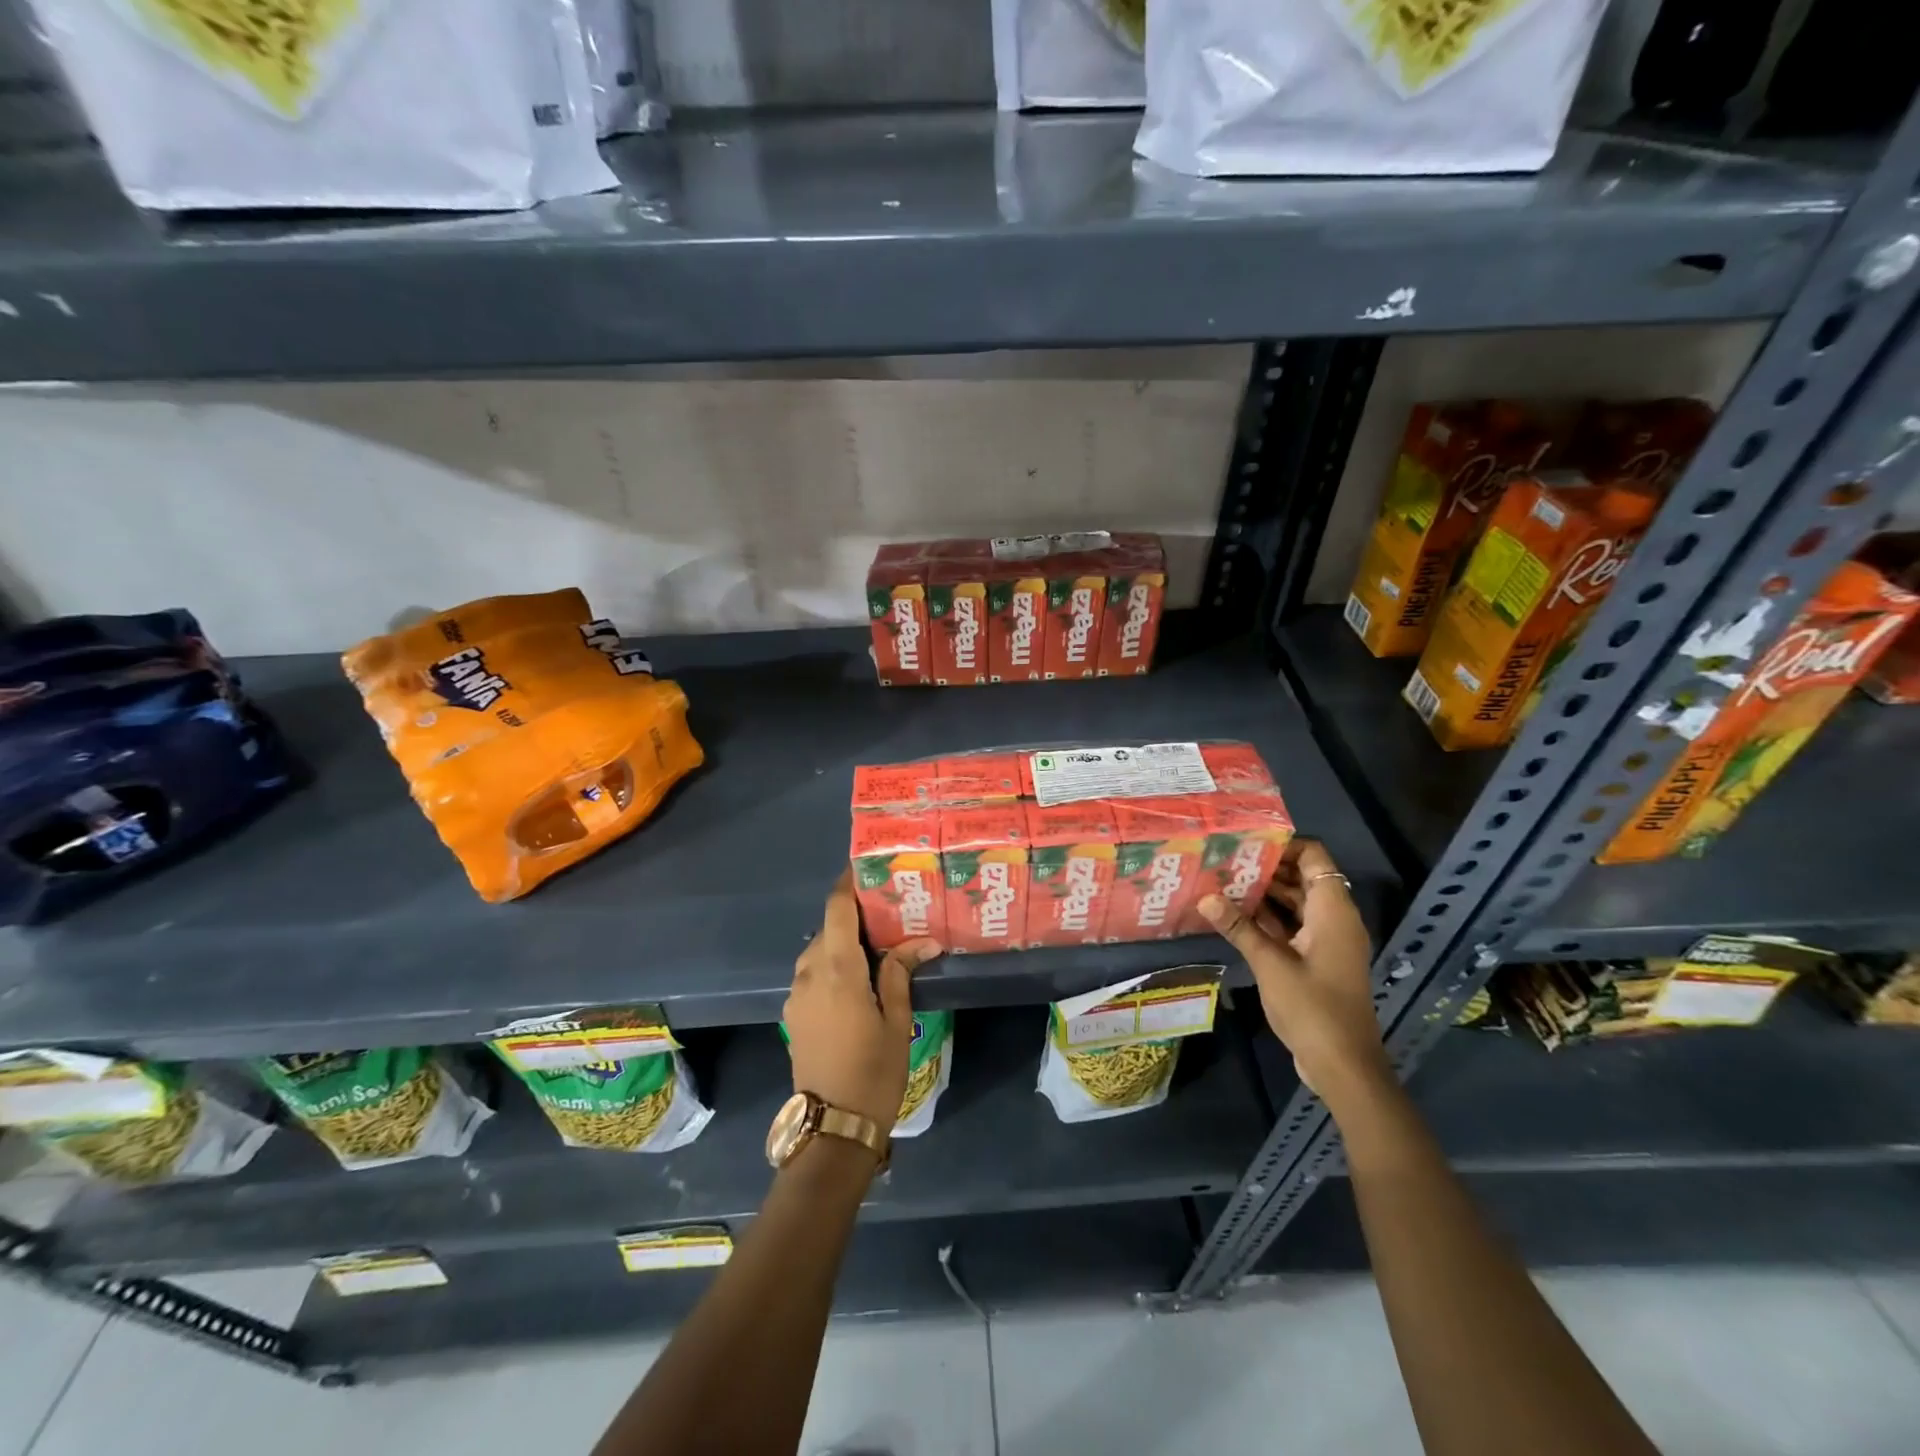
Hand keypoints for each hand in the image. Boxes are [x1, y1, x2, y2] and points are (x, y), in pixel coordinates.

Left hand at [785, 871, 941, 1129]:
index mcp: (836, 969)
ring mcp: (796, 995)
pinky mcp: (793, 1013)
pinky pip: (812, 973)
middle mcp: (809, 973)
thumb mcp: (896, 1020)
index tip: (866, 867)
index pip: (837, 909)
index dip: (848, 883)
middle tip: (888, 910)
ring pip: (819, 951)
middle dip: (854, 914)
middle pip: (828, 928)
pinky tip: (857, 977)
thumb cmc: (873, 1072)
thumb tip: (923, 941)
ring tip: (877, 943)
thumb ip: (900, 973)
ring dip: (843, 941)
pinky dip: (832, 963)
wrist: (832, 1127)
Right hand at [1198, 838, 1390, 1109]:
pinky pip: (1292, 926)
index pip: (1314, 857)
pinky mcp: (1317, 960)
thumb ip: (1238, 926)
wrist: (1343, 1066)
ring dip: (1263, 894)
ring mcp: (1326, 941)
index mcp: (1333, 911)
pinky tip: (1233, 915)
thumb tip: (1206, 896)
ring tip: (1221, 881)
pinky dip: (1268, 918)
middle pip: (1302, 877)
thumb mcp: (1270, 963)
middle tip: (1223, 859)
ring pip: (1295, 903)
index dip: (1283, 845)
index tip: (1245, 841)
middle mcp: (1334, 919)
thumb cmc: (1313, 1008)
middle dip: (1266, 867)